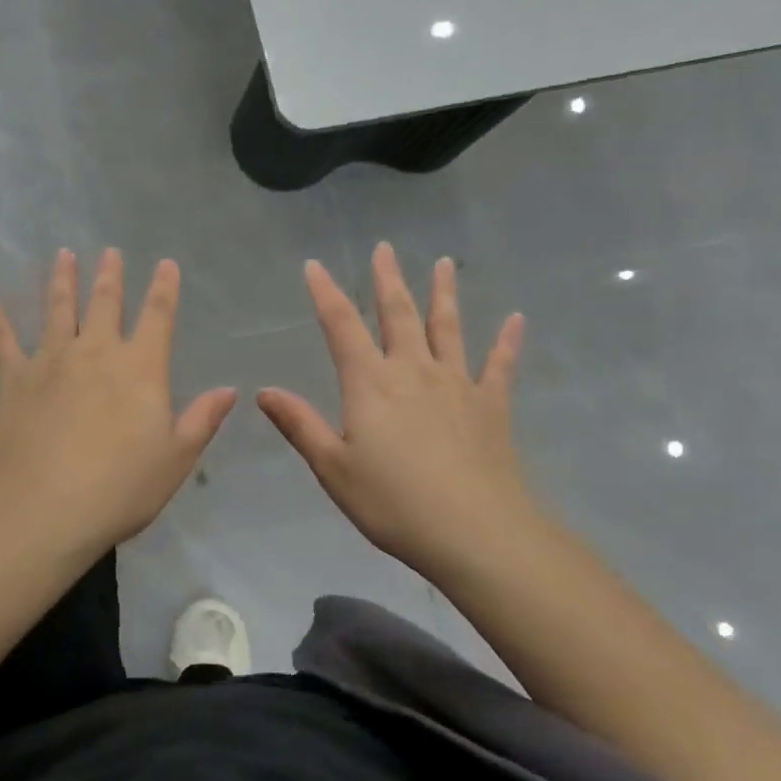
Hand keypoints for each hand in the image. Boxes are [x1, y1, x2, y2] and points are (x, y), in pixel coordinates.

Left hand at [0, 248, 236, 560]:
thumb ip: (201, 420)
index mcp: (140, 369)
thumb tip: (229, 390)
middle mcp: (96, 353)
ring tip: (64, 255)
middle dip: (110, 276)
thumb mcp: (175, 459)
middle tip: (109, 251)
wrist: (46, 508)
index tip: (165, 264)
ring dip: (62, 280)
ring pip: (58, 309)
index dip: (164, 288)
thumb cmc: (120, 487)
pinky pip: (0, 337)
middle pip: (105, 304)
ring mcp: (51, 361)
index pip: (157, 317)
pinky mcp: (14, 378)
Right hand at [257, 244, 531, 576]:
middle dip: (387, 280)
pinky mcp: (491, 406)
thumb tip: (264, 391)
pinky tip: (515, 319)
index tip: (314, 265)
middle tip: (385, 248)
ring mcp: (457, 384)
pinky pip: (499, 365)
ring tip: (445, 263)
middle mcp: (413, 371)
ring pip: (448, 328)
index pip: (341, 327)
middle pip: (398, 314)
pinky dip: (506, 341)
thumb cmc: (394, 503)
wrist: (475, 532)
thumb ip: (301, 425)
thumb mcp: (334, 468)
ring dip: (444, 294)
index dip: (325, 294)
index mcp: (370, 384)